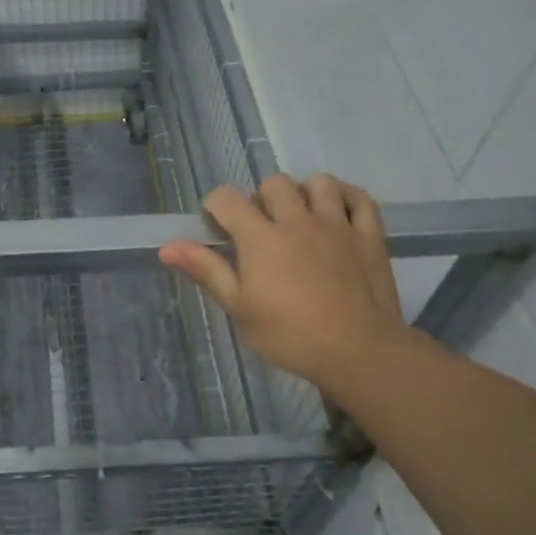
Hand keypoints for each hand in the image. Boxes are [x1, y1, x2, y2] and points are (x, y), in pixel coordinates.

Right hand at [159, 173, 418, 395]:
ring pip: (319, 183)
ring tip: (301, 218)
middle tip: (262, 229)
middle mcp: (297, 220)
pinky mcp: (369, 236)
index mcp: (260, 238)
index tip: (218, 228)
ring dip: (305, 193)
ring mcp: (337, 224)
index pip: (227, 199)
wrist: (357, 351)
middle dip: (261, 200)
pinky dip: (347, 198)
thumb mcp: (239, 308)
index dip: (216, 207)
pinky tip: (338, 211)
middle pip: (274, 184)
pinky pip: (360, 199)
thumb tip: (167, 247)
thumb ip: (207, 271)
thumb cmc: (289, 335)